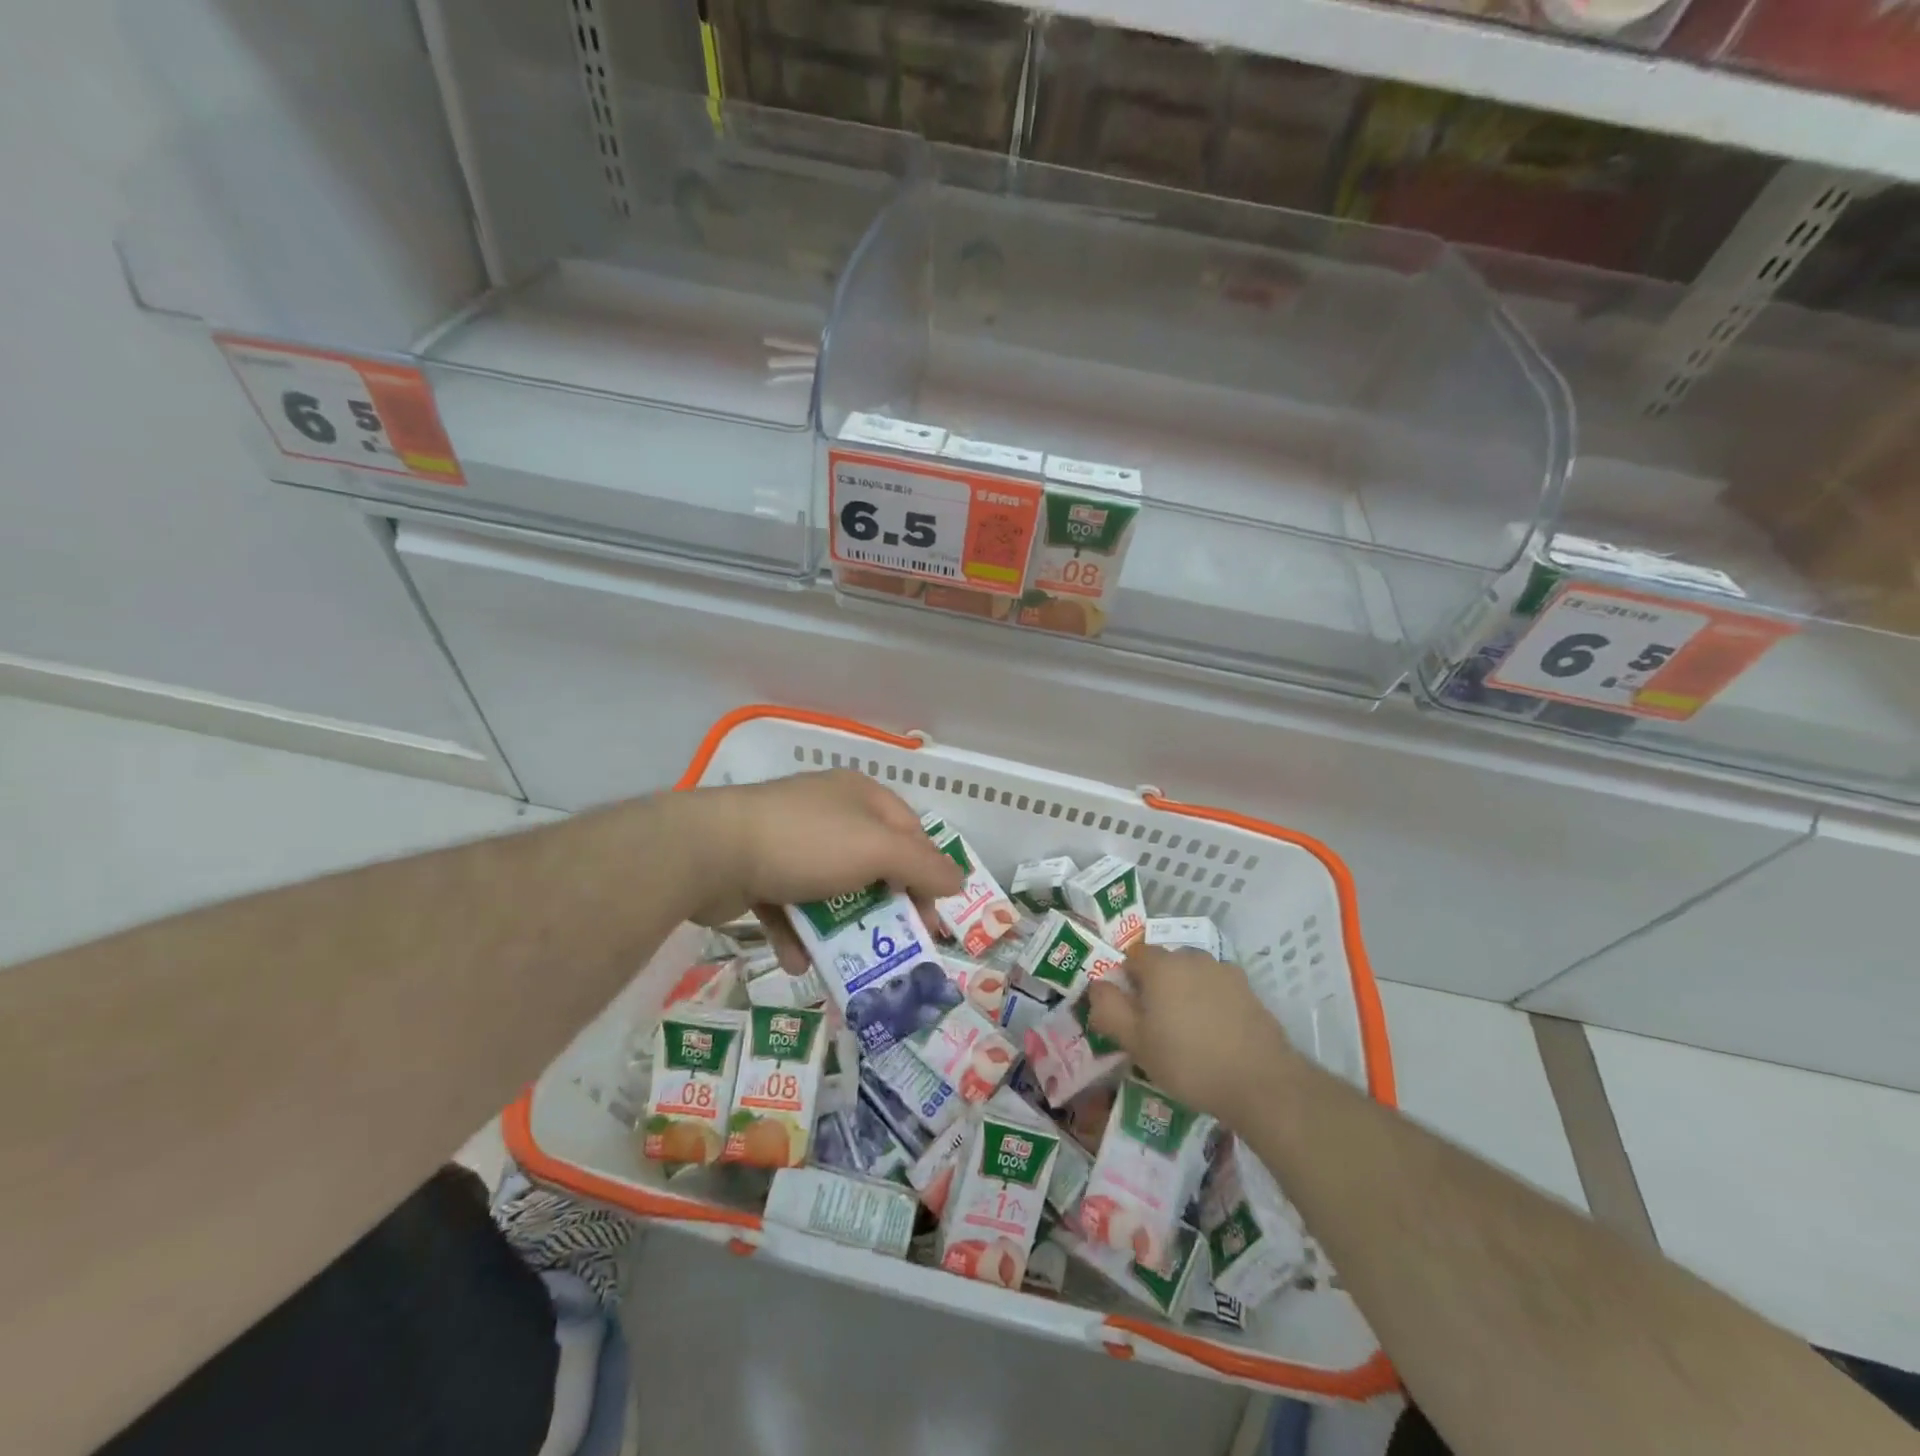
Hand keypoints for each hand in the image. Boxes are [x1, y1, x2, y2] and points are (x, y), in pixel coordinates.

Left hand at [682, 770, 962, 971]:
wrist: (710, 851)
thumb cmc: (806, 843)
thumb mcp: (876, 850)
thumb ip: (922, 866)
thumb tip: (959, 880)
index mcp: (861, 797)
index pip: (910, 833)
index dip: (927, 876)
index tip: (933, 921)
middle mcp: (828, 813)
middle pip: (872, 865)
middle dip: (884, 908)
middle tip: (897, 948)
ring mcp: (790, 842)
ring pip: (830, 890)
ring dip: (840, 929)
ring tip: (846, 964)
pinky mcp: (758, 871)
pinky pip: (790, 906)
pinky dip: (798, 934)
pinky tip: (798, 960)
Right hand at [1089, 945, 1299, 1124]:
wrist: (1261, 1082)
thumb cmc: (1189, 1062)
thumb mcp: (1136, 1043)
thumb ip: (1109, 1009)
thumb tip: (1097, 986)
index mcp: (1161, 965)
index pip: (1133, 957)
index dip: (1126, 981)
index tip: (1130, 1013)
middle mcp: (1192, 957)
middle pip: (1164, 964)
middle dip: (1155, 987)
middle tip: (1155, 1026)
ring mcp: (1224, 971)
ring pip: (1192, 975)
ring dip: (1184, 993)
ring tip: (1187, 1033)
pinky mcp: (1249, 991)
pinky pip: (1217, 989)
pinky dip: (1210, 1004)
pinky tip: (1215, 1036)